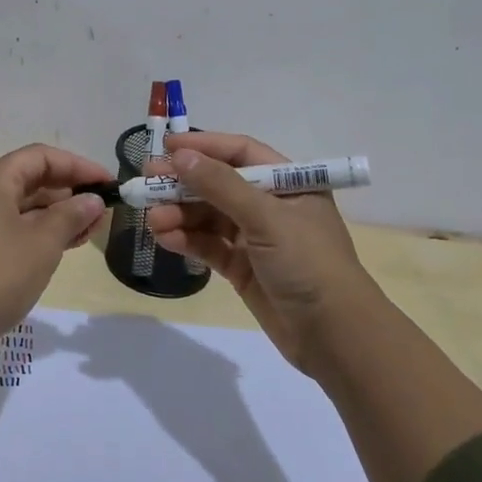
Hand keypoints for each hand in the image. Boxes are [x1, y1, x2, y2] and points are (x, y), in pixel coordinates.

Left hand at [0, 143, 110, 337]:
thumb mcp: (43, 243)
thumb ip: (71, 215)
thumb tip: (92, 200)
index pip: (41, 157)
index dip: (78, 166)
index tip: (107, 184)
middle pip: (28, 179)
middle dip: (67, 193)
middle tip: (100, 213)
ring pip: (18, 205)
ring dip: (53, 215)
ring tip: (87, 232)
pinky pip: (6, 225)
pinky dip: (34, 231)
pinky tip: (58, 247)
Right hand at [145, 132, 381, 374]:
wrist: (335, 336)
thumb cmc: (308, 263)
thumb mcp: (266, 217)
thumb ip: (221, 186)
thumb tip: (180, 156)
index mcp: (289, 183)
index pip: (241, 154)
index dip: (204, 146)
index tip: (166, 144)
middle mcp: (272, 206)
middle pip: (219, 185)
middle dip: (183, 184)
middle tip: (147, 183)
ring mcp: (256, 238)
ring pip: (209, 217)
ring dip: (180, 215)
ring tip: (152, 219)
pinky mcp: (243, 268)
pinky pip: (209, 246)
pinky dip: (188, 240)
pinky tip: (165, 238)